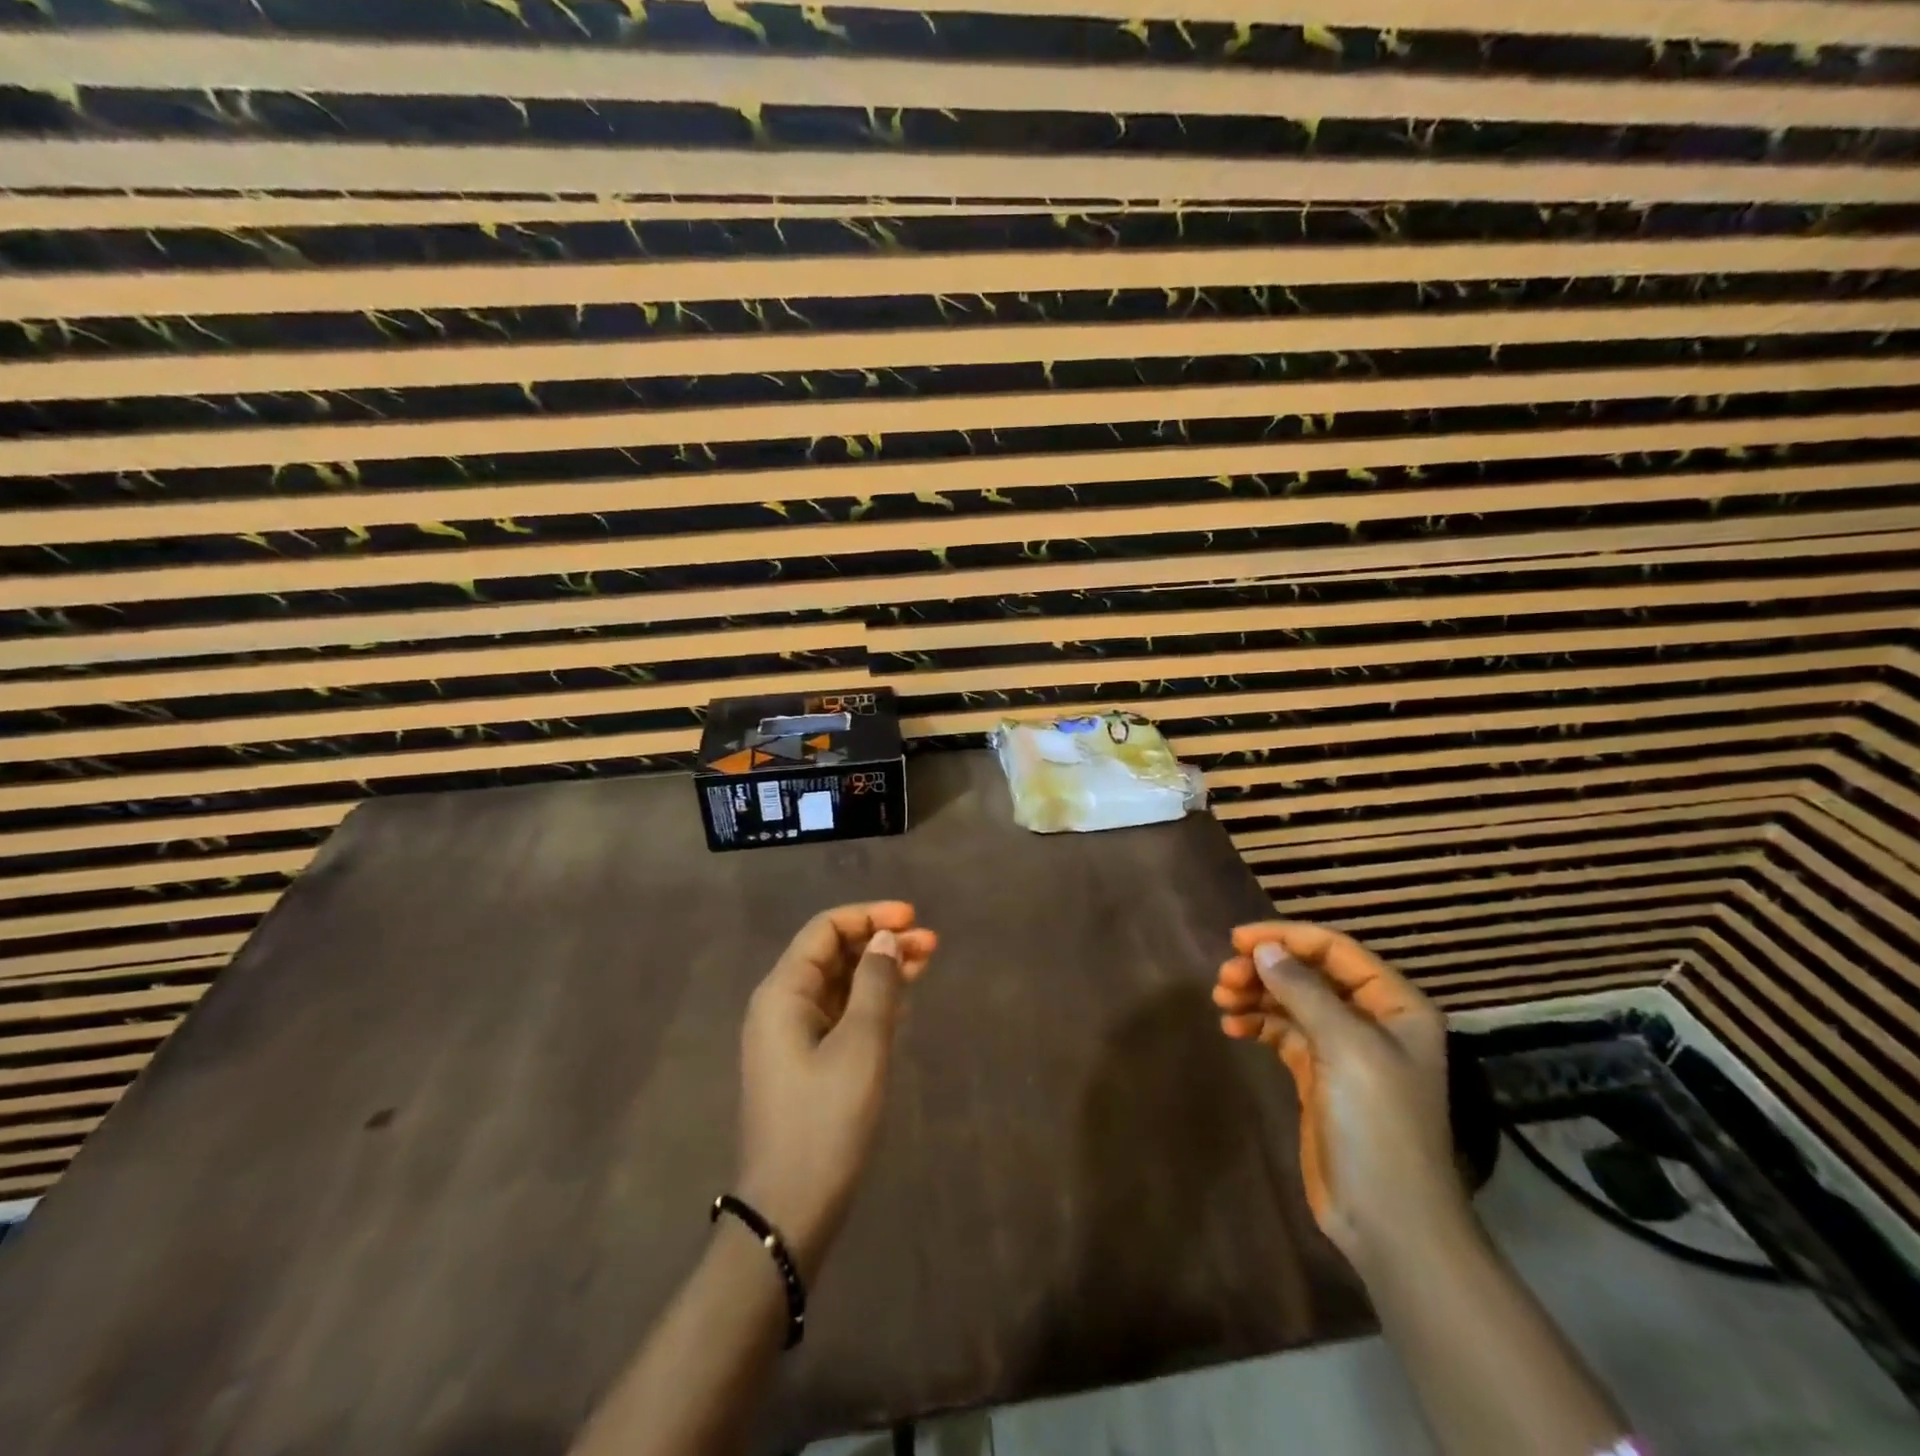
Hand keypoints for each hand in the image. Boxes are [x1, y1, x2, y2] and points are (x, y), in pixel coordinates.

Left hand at [735, 901, 936, 1281]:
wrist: (790, 1210)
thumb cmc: (826, 1120)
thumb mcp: (861, 1045)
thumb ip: (876, 983)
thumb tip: (884, 939)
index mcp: (783, 992)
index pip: (826, 930)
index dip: (869, 916)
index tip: (913, 918)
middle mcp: (782, 1005)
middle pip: (834, 954)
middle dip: (881, 942)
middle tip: (931, 944)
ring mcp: (792, 1036)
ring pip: (841, 984)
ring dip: (881, 970)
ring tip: (926, 962)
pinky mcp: (806, 1063)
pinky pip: (841, 1014)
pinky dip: (872, 1000)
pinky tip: (903, 1000)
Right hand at [1213, 922, 1463, 1267]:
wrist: (1388, 1219)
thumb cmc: (1378, 1124)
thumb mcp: (1346, 1048)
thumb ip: (1304, 991)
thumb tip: (1264, 949)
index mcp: (1395, 1006)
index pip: (1335, 951)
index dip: (1286, 938)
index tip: (1238, 940)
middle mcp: (1371, 1021)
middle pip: (1309, 974)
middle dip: (1266, 969)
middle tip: (1224, 978)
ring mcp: (1344, 1050)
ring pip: (1292, 1002)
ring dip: (1256, 994)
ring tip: (1221, 999)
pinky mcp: (1318, 1076)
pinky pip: (1283, 1033)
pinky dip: (1257, 1024)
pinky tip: (1232, 1027)